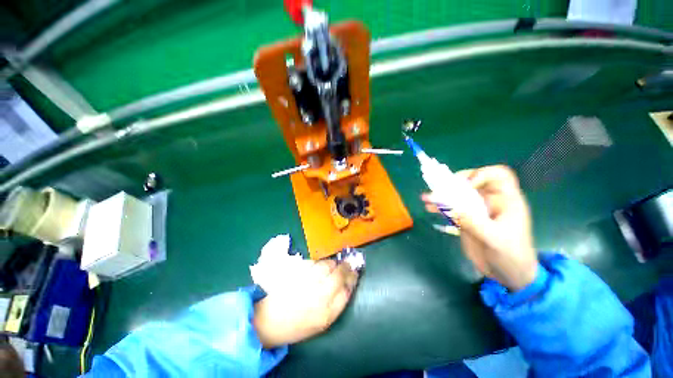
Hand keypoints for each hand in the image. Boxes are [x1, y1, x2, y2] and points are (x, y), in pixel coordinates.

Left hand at [252, 260, 357, 347]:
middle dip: (346, 267)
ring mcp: (307, 282)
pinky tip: (318, 266)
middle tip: (347, 263)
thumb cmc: (298, 325)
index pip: (346, 290)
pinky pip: (313, 263)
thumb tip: (346, 285)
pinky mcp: (297, 273)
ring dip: (332, 263)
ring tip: (332, 264)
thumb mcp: (321, 323)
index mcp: (327, 313)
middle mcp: (319, 296)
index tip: (355, 273)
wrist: (269, 321)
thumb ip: (336, 304)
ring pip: (326, 265)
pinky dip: (318, 263)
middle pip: (339, 275)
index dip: (352, 279)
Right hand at [422, 165, 537, 290]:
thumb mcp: (495, 239)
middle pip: (472, 182)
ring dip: (442, 194)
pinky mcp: (466, 219)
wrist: (508, 274)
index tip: (467, 185)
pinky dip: (439, 206)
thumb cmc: (511, 256)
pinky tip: (429, 208)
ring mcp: (476, 210)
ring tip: (427, 197)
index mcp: (506, 201)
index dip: (482, 174)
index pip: (498, 176)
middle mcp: (490, 201)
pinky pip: (451, 208)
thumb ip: (474, 223)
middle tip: (440, 188)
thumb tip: (452, 207)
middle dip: (454, 183)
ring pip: (458, 194)